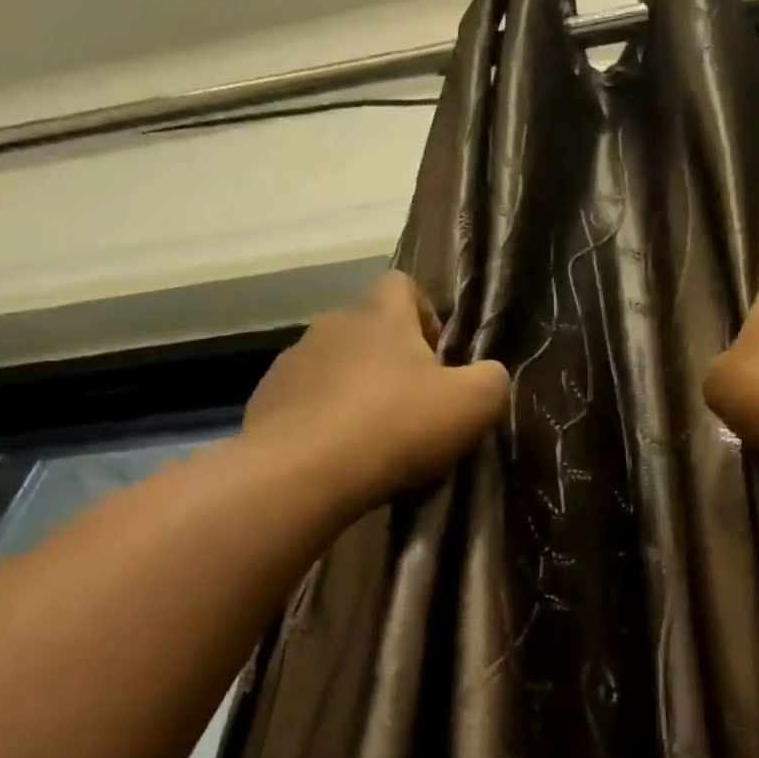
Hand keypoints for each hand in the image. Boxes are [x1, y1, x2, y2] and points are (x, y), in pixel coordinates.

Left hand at [244, 271, 509, 513]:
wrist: (304, 472)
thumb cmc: (396, 427)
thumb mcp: (472, 406)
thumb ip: (492, 381)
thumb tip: (489, 376)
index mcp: (381, 316)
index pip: (403, 285)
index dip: (425, 315)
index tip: (438, 358)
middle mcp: (332, 325)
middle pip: (368, 329)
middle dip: (392, 361)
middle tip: (413, 407)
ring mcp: (292, 362)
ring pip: (334, 366)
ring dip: (355, 391)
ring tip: (372, 438)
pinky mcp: (266, 401)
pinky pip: (304, 401)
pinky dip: (322, 420)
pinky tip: (336, 456)